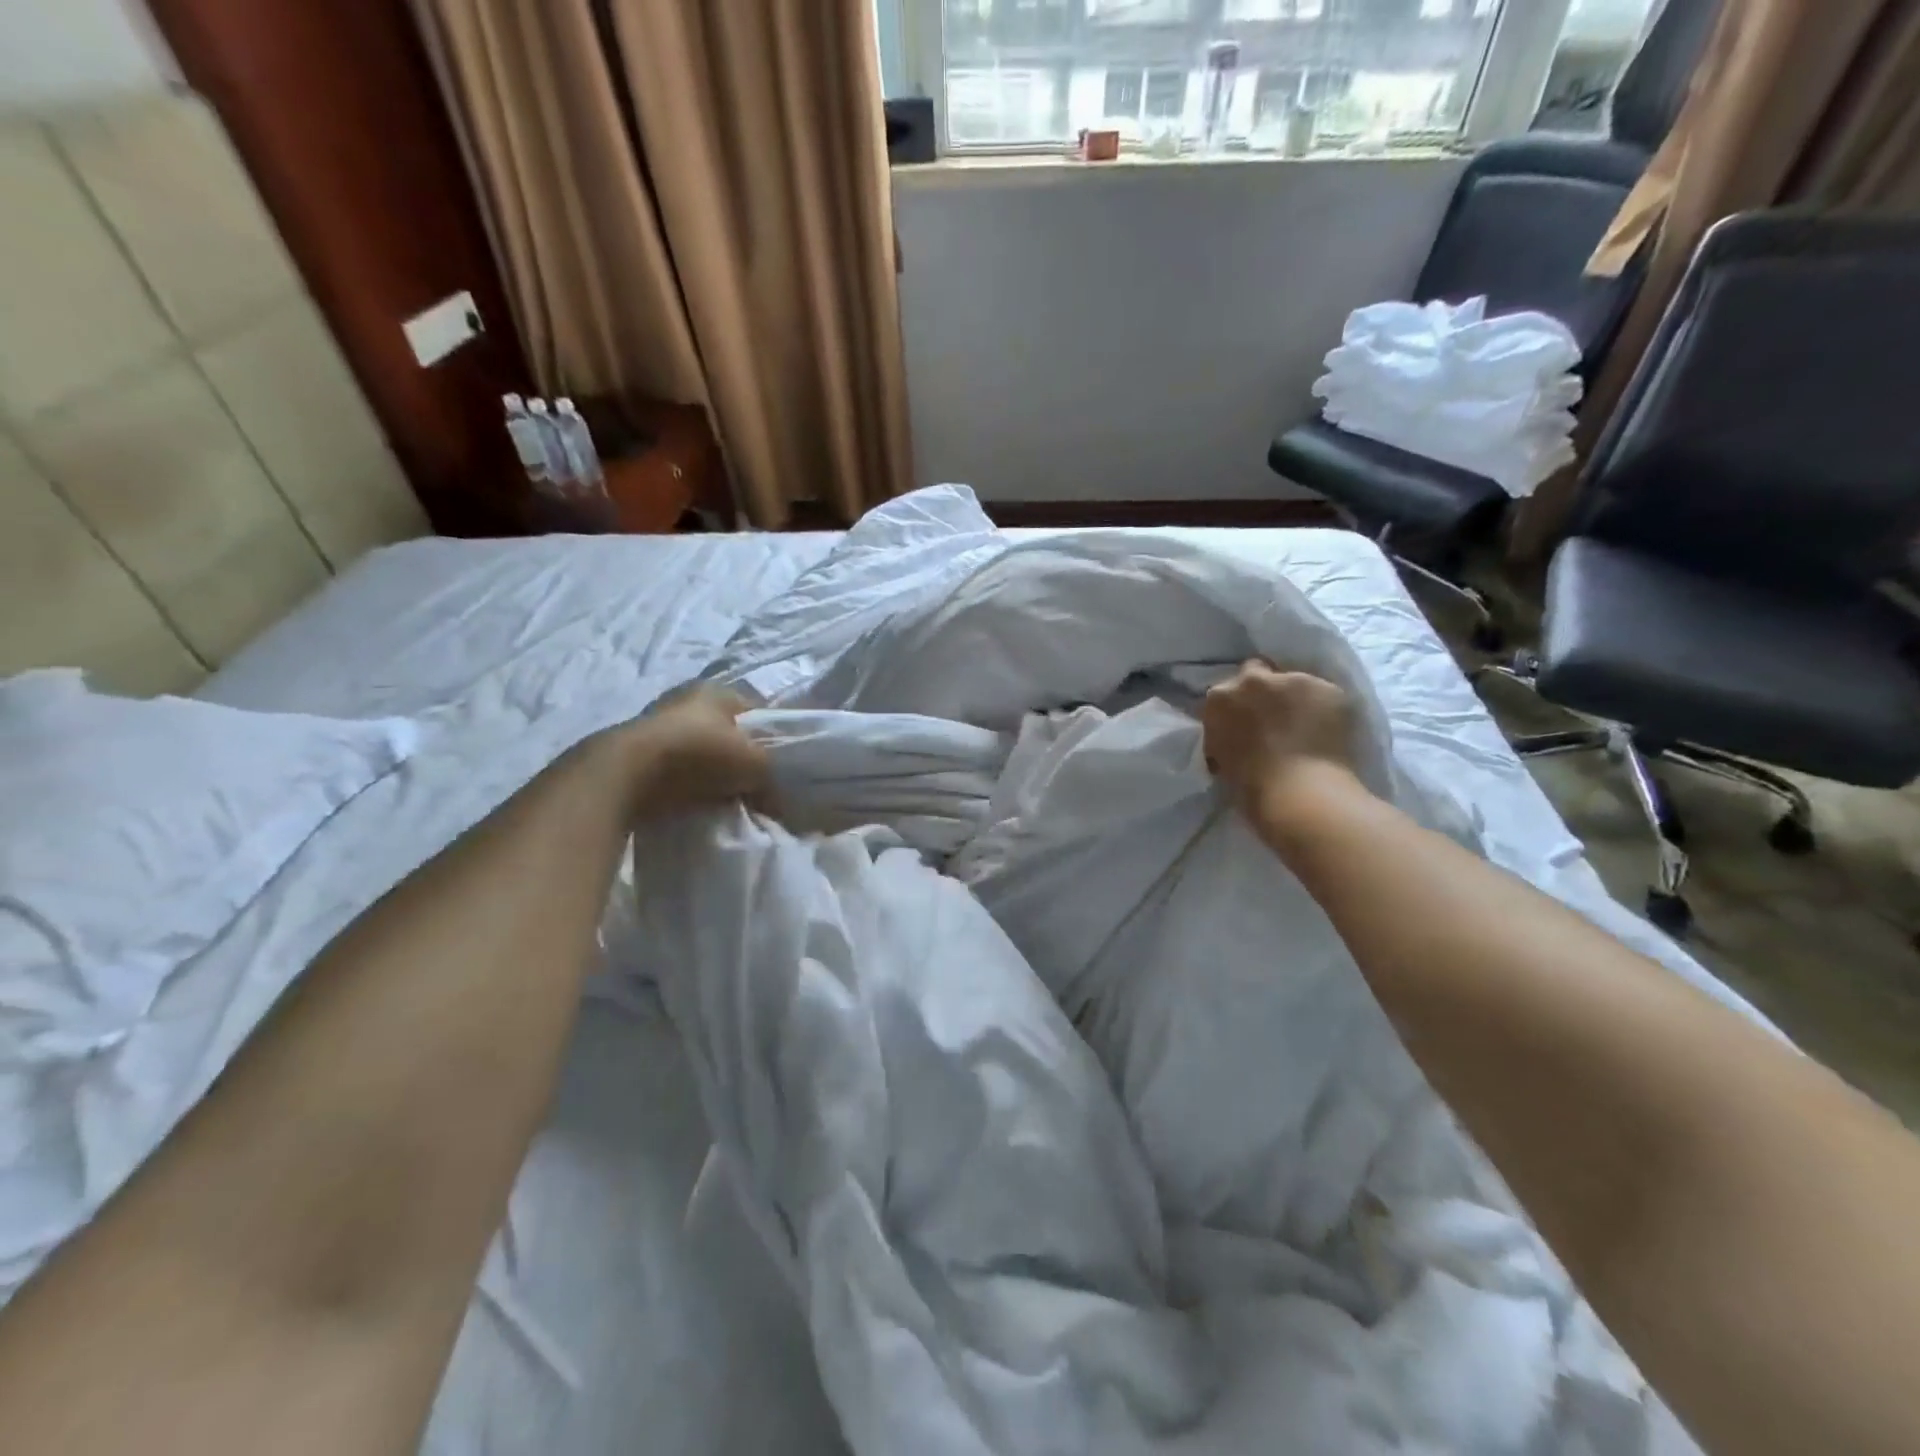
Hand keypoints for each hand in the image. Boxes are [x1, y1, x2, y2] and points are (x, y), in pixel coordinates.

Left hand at [612, 687, 768, 818]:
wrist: (627, 775)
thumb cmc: (699, 754)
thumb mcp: (754, 765)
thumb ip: (773, 777)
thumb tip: (781, 802)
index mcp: (717, 690)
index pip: (757, 710)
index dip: (772, 736)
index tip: (780, 765)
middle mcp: (686, 699)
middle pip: (727, 731)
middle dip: (740, 755)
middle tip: (755, 783)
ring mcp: (658, 725)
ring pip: (701, 750)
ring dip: (712, 771)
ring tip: (726, 796)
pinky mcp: (638, 753)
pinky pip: (677, 769)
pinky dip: (687, 783)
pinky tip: (697, 799)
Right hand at [1201, 661, 1363, 816]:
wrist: (1299, 793)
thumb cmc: (1251, 787)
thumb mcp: (1221, 755)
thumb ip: (1226, 734)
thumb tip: (1238, 735)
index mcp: (1219, 699)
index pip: (1226, 692)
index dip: (1237, 707)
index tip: (1245, 723)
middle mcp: (1252, 681)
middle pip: (1256, 670)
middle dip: (1263, 689)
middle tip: (1273, 716)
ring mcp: (1293, 680)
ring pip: (1294, 682)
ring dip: (1295, 698)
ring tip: (1306, 725)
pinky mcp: (1328, 688)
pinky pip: (1324, 694)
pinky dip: (1324, 709)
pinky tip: (1326, 731)